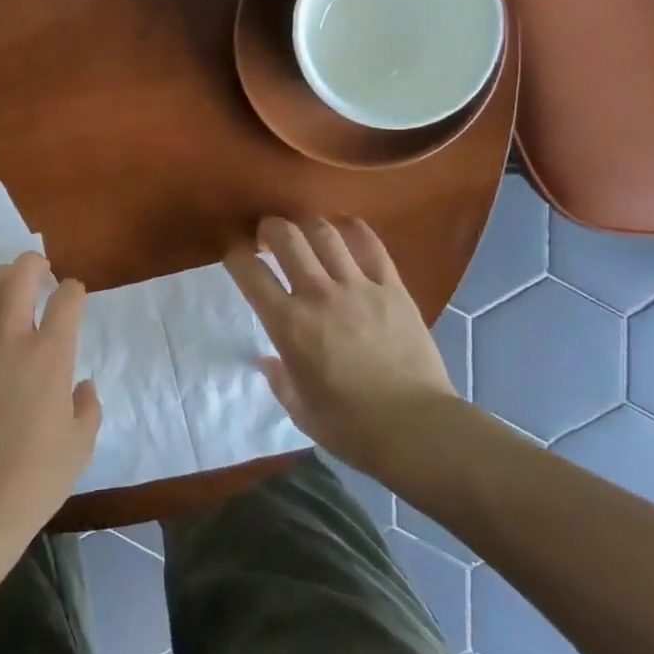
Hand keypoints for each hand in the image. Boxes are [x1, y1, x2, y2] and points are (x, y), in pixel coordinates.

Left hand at [0, 252, 100, 546]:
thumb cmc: (35, 477)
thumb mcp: (81, 444)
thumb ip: (88, 406)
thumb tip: (82, 385)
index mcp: (50, 356)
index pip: (66, 300)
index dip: (73, 291)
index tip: (74, 295)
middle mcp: (10, 340)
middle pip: (19, 275)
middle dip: (34, 262)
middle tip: (40, 267)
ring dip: (1, 279)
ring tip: (9, 287)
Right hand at [224, 216, 458, 475]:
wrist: (417, 428)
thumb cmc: (350, 427)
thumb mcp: (300, 410)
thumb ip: (280, 380)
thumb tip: (270, 361)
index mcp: (288, 324)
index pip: (249, 273)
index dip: (236, 256)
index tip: (236, 256)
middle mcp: (317, 295)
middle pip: (286, 238)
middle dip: (269, 228)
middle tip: (267, 234)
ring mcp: (358, 286)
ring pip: (325, 233)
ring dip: (307, 224)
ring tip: (304, 229)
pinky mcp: (392, 288)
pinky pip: (371, 245)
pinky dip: (353, 229)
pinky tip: (345, 228)